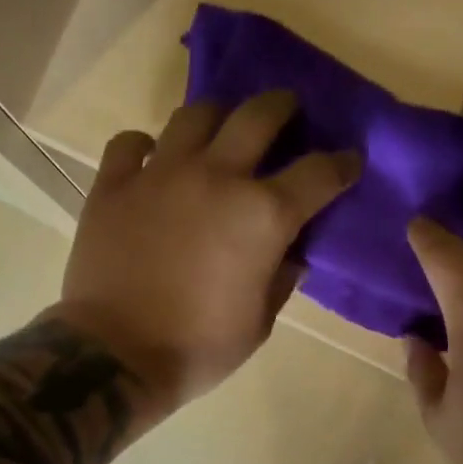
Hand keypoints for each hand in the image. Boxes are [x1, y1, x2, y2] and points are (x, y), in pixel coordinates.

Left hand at [53, 92, 359, 411]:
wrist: (117, 355)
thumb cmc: (199, 347)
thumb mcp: (259, 323)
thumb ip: (280, 279)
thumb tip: (291, 254)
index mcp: (262, 215)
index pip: (318, 173)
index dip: (341, 164)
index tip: (349, 161)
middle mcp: (216, 177)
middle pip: (259, 115)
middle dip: (283, 107)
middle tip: (288, 113)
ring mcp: (160, 174)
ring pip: (195, 115)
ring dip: (217, 118)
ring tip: (219, 132)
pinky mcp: (113, 184)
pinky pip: (131, 143)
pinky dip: (146, 146)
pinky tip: (152, 159)